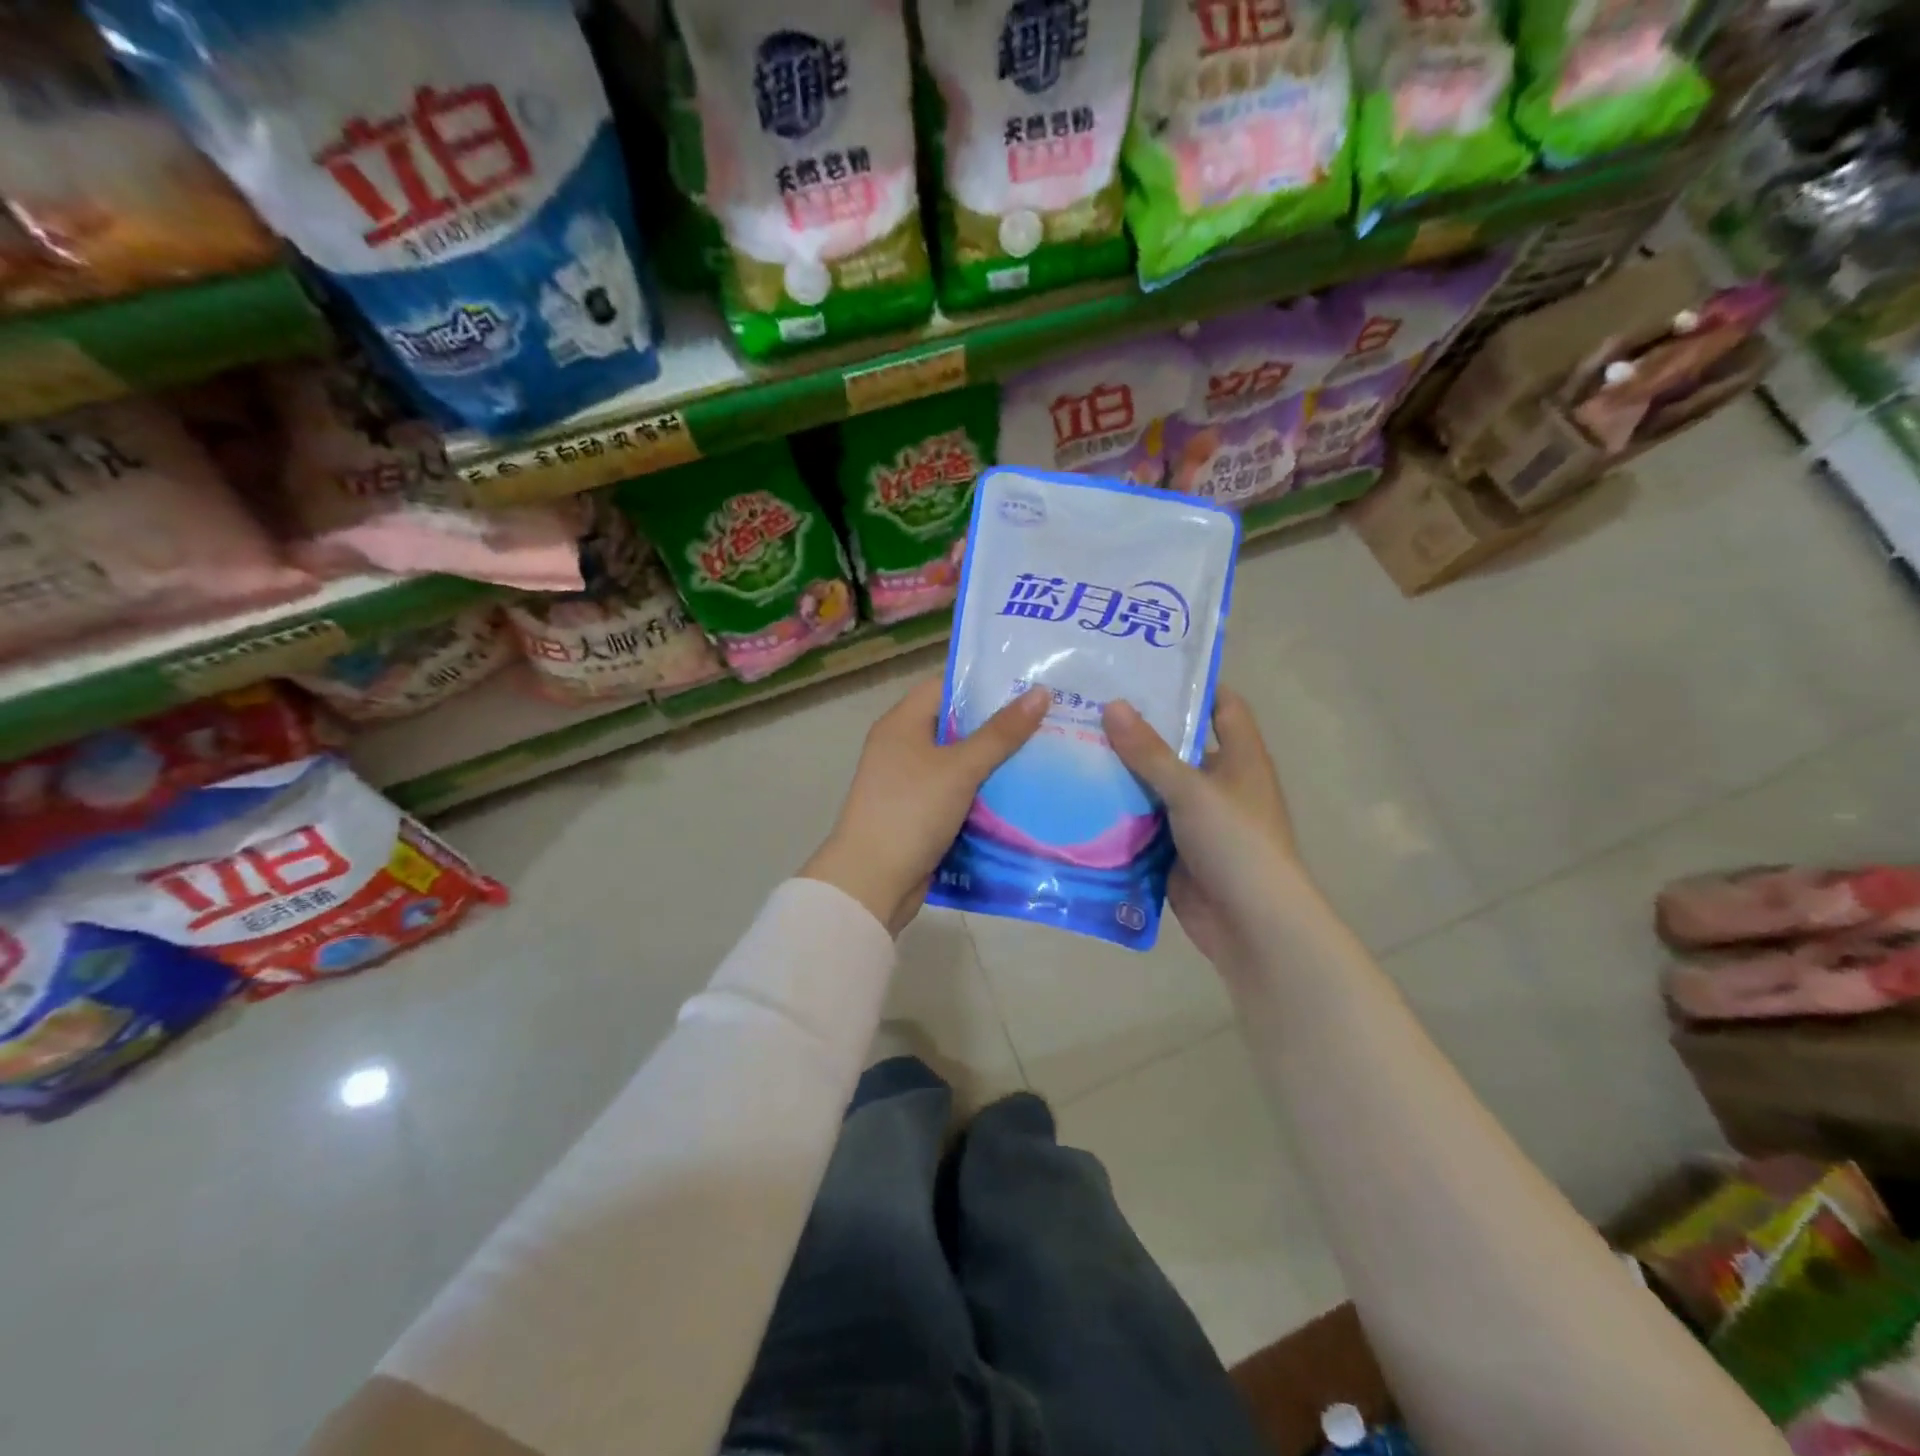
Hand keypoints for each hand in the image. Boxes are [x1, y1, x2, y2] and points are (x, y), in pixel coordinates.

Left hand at [802, 676, 1049, 934]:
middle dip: (999, 725)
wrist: (872, 881)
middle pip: (957, 725)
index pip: (945, 687)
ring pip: (961, 762)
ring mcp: (911, 783)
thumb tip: (1040, 692)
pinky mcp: (921, 814)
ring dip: (996, 762)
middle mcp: (903, 747)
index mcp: (901, 724)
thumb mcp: (959, 768)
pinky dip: (985, 793)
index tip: (1027, 685)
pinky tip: (1023, 793)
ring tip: (1046, 752)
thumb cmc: (911, 811)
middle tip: (1049, 719)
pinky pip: (959, 793)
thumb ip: (1000, 733)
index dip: (984, 684)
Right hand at [1102, 687, 1300, 964]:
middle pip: (1178, 746)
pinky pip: (1142, 823)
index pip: (1222, 706)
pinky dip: (1118, 813)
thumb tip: (1113, 704)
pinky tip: (1079, 797)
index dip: (1193, 685)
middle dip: (1139, 730)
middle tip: (1090, 705)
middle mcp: (1220, 783)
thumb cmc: (1236, 843)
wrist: (1251, 925)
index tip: (1146, 669)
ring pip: (1154, 787)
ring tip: (1073, 744)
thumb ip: (1150, 751)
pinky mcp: (1174, 850)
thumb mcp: (1192, 789)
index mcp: (1240, 758)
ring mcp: (1196, 820)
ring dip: (1122, 773)